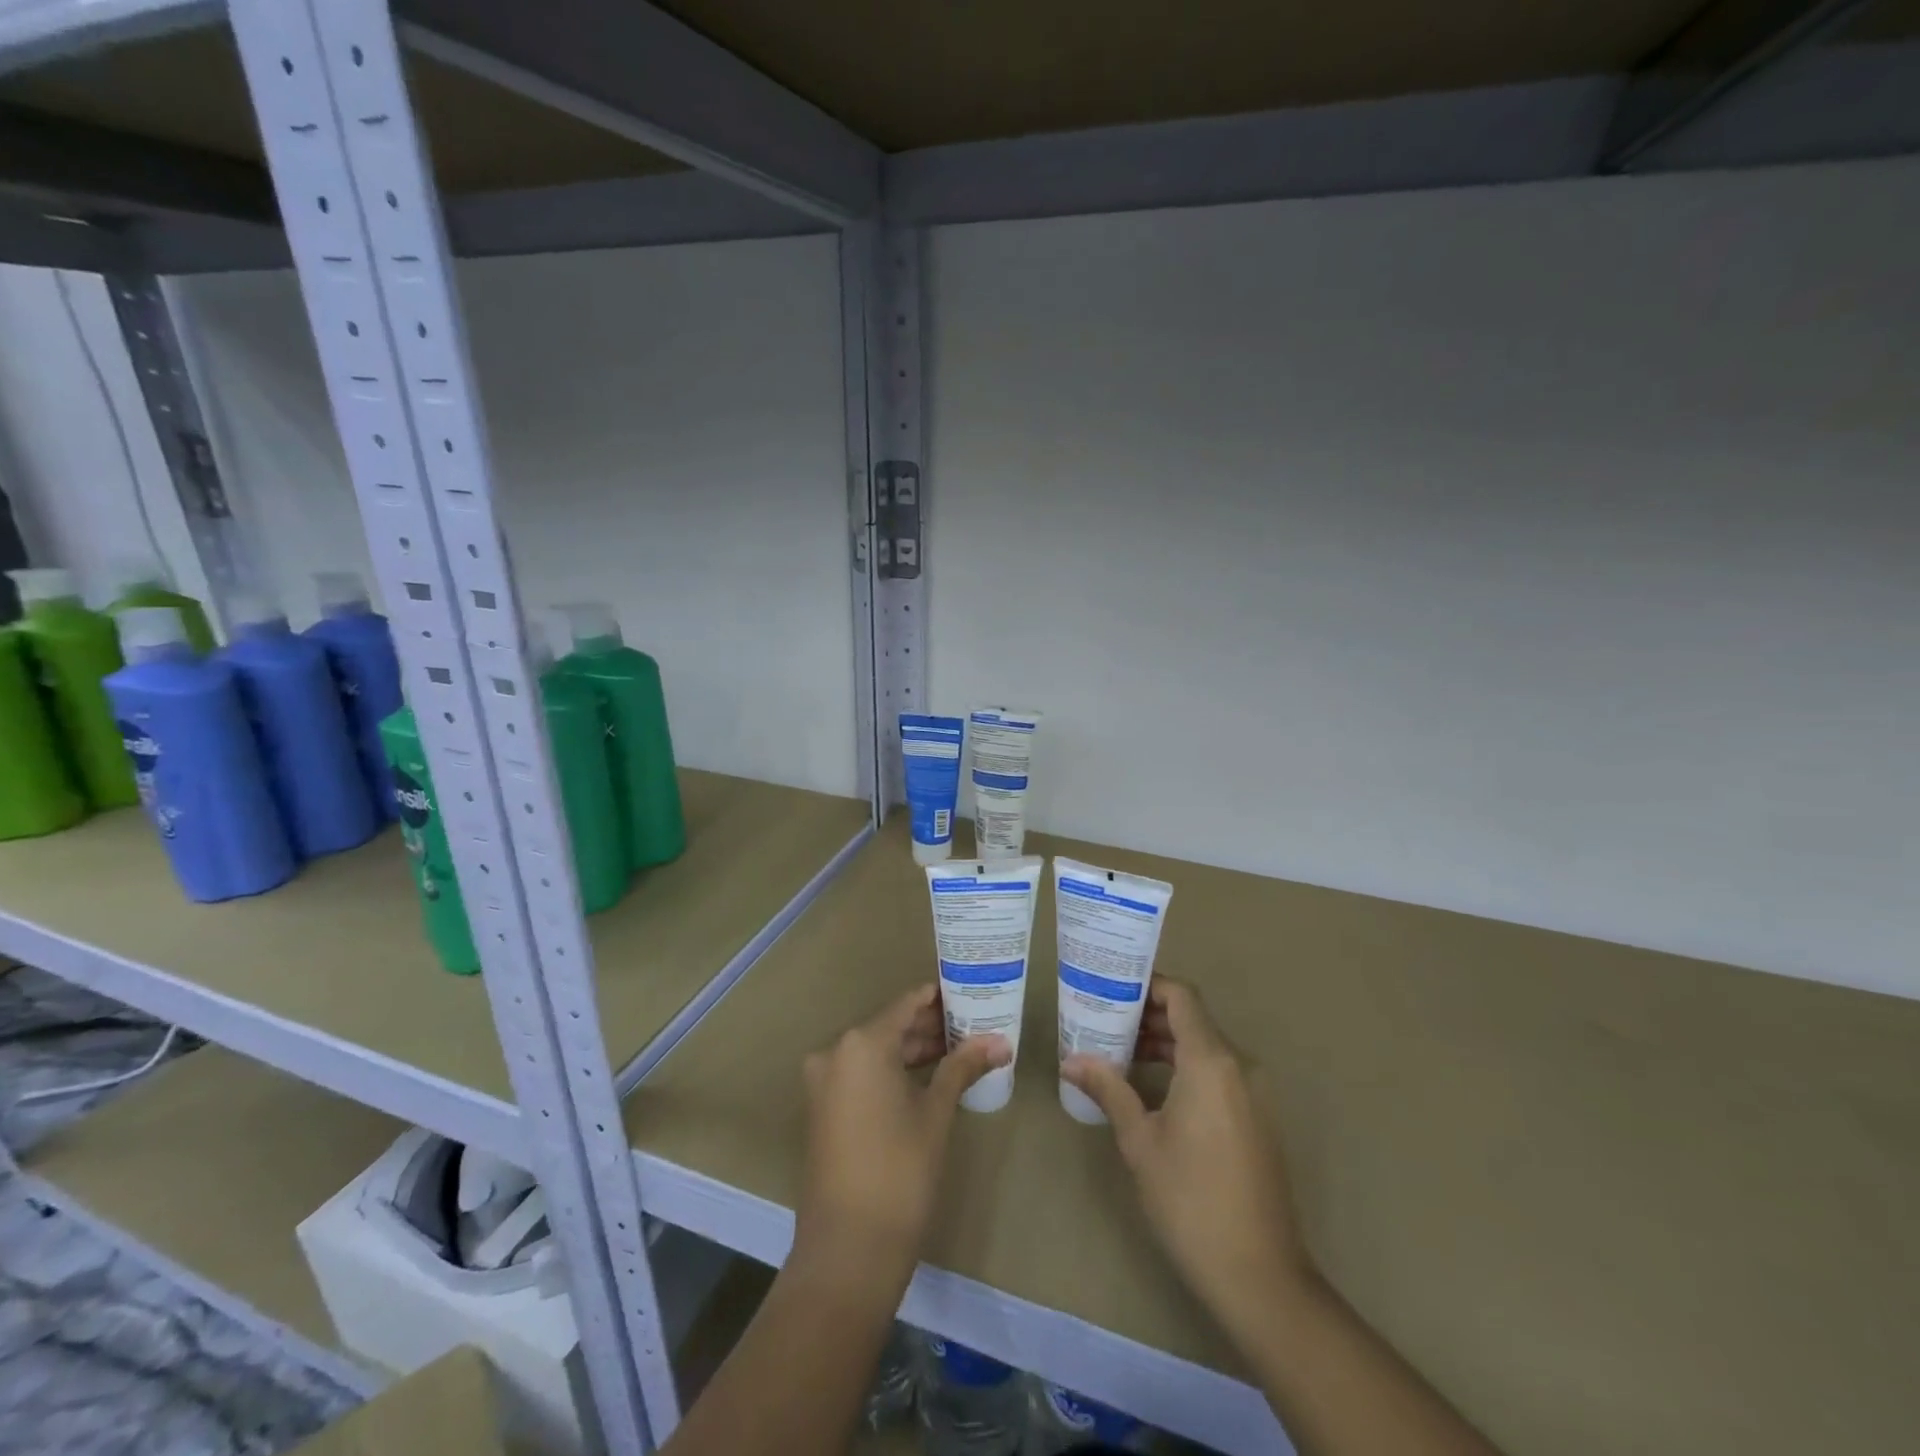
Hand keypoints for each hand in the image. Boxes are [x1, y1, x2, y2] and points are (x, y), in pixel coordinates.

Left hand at [797, 983, 1010, 1273]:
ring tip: (958, 1049)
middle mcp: (836, 1052)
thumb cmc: (899, 1171)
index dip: (938, 997)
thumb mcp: (936, 1113)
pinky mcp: (823, 1107)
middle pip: (890, 1026)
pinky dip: (892, 1071)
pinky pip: (862, 1073)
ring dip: (912, 1050)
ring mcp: (824, 1081)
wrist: (848, 1249)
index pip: (906, 1004)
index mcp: (862, 1043)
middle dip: (930, 1026)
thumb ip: (963, 1067)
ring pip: (876, 1051)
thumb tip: (1000, 1042)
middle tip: (972, 1024)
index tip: (969, 991)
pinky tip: (927, 1076)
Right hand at [1062, 980, 1311, 1341]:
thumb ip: (1109, 1089)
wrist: (1259, 1273)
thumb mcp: (1140, 1140)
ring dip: (1166, 1043)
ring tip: (1121, 1052)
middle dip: (1149, 1016)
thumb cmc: (1190, 1198)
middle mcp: (1239, 1065)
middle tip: (1105, 1021)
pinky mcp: (1258, 1117)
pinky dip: (1187, 1067)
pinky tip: (1153, 1088)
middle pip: (1193, 1019)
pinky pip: (1219, 1073)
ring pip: (1206, 1047)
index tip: (1112, 989)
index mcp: (1211, 1061)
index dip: (1148, 986)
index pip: (1182, 997)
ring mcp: (1254, 1092)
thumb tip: (1071, 1060)